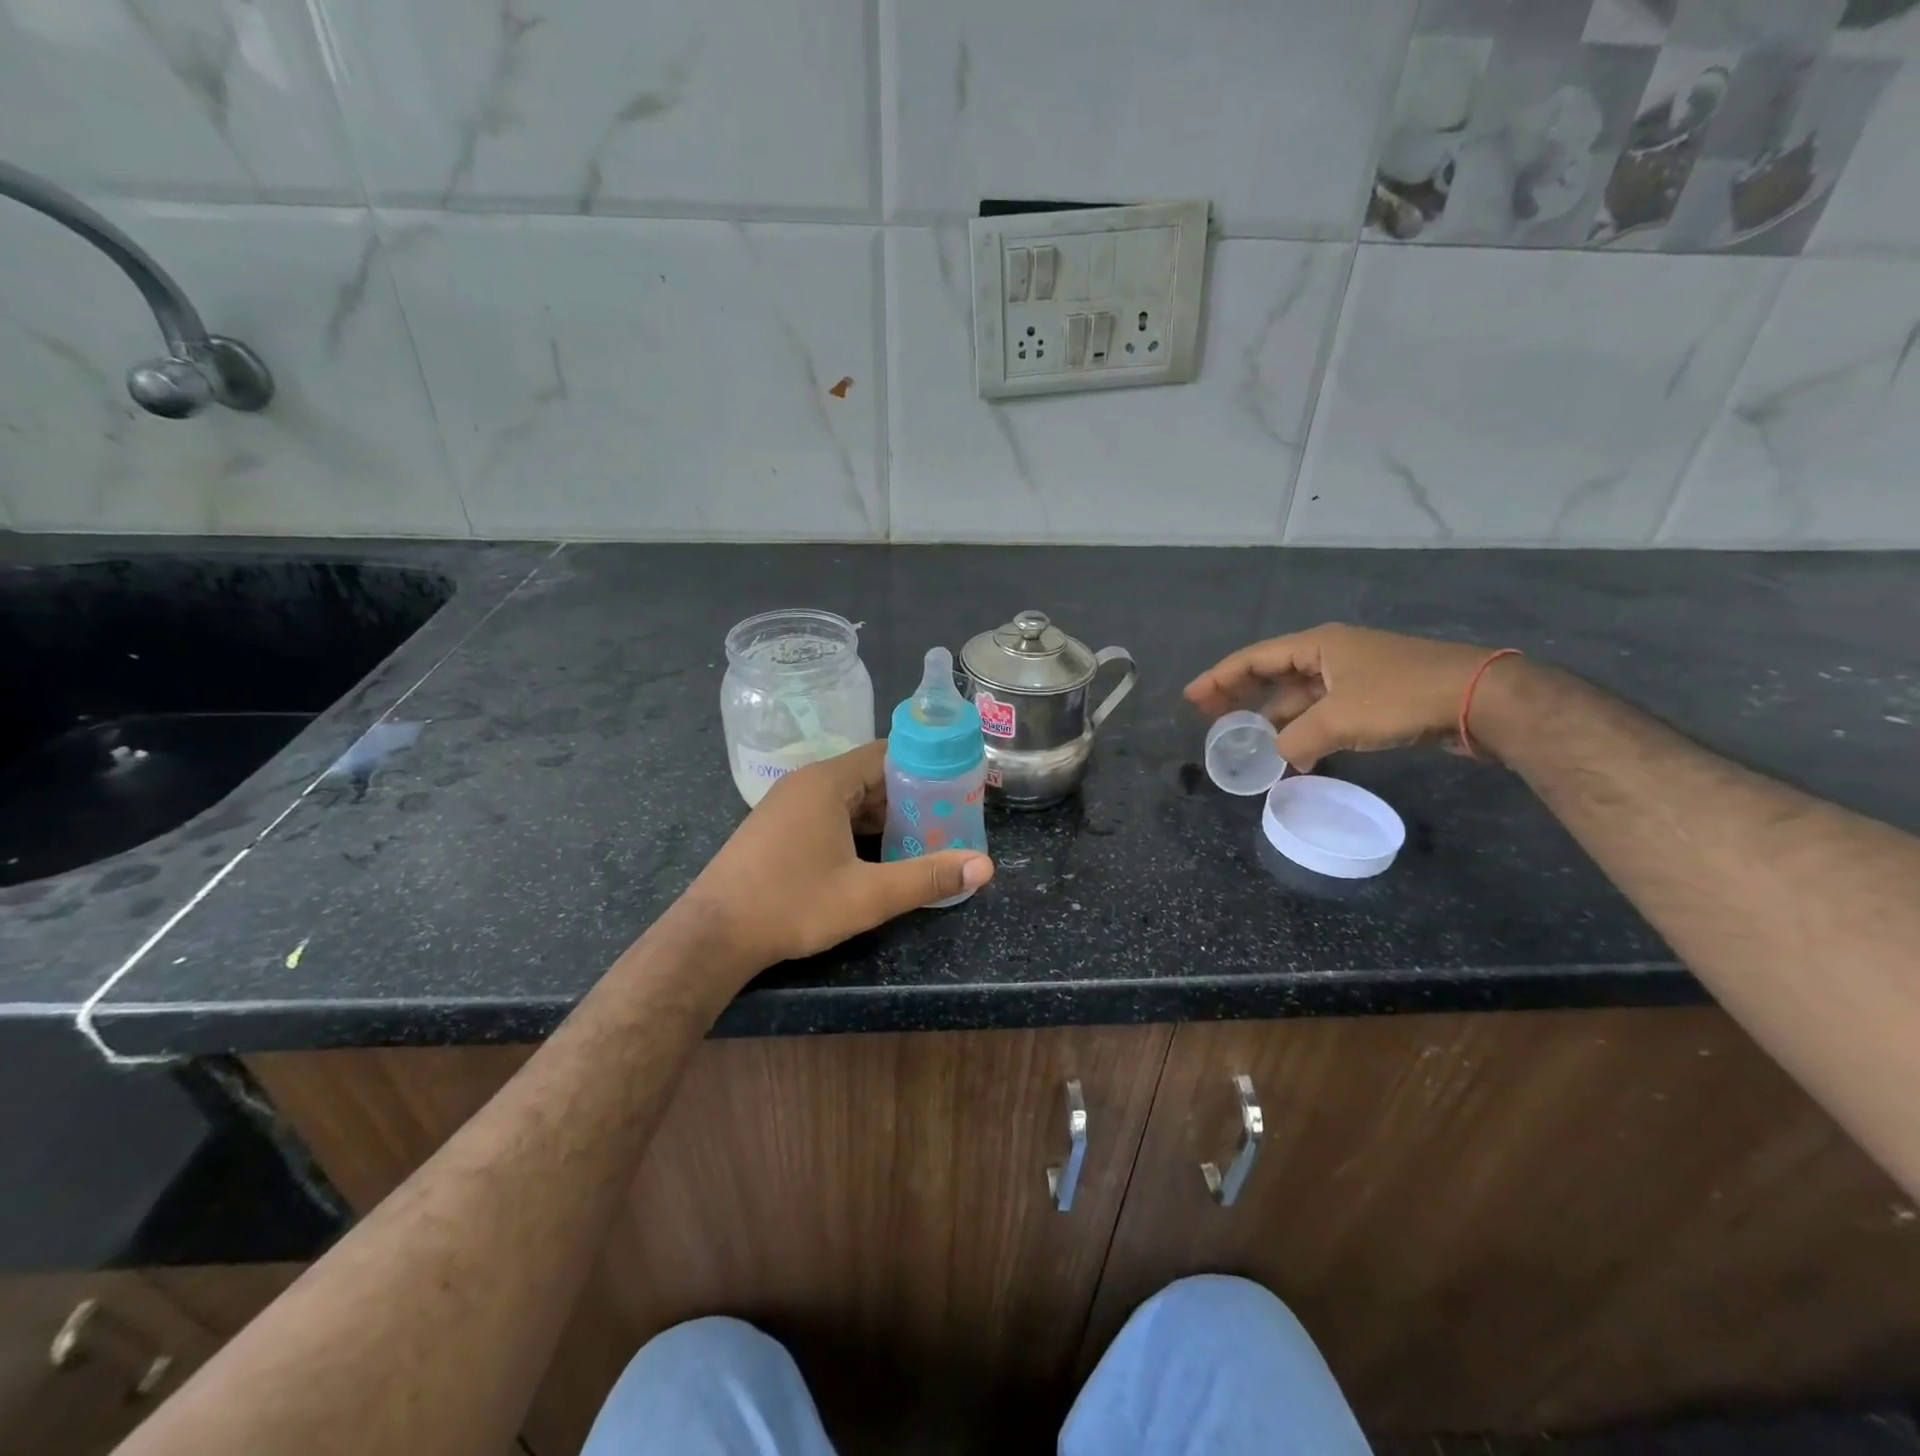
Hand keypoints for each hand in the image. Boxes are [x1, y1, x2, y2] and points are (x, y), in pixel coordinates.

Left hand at [680, 741, 993, 970]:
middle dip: (910, 796)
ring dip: (885, 816)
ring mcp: (788, 804)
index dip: (926, 766)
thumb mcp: (867, 896)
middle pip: (871, 775)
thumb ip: (926, 878)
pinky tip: (878, 855)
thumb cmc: (790, 905)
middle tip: (948, 819)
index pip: (888, 753)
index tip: (958, 787)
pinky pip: (830, 813)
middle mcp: (806, 782)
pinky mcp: (778, 827)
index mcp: (827, 782)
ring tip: (923, 838)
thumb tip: (984, 867)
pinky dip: (858, 828)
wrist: (712, 936)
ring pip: (850, 798)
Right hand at [1185, 624, 1513, 771]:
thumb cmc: (1402, 697)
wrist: (1483, 700)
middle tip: (1211, 717)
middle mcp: (1332, 654)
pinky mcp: (1376, 698)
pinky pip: (1325, 712)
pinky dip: (1305, 730)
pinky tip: (1295, 754)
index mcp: (1318, 645)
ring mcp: (1355, 675)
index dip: (1218, 678)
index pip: (1254, 659)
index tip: (1191, 699)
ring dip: (1275, 719)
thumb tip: (1277, 758)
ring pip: (1300, 696)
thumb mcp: (1339, 720)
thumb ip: (1296, 740)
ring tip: (1249, 743)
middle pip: (1272, 673)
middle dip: (1241, 695)